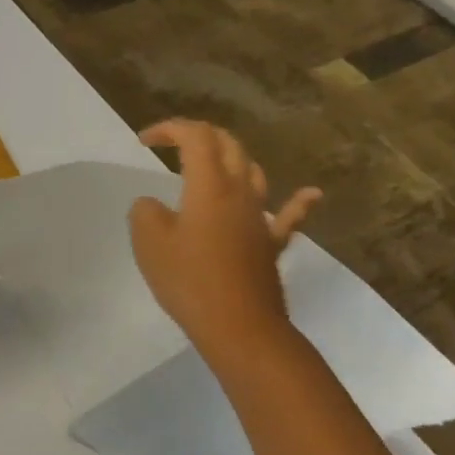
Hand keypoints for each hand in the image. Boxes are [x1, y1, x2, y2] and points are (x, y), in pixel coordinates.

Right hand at [129, 118, 320, 353]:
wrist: (238, 326)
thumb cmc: (189, 279)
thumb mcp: (149, 242)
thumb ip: (145, 212)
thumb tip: (153, 204)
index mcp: (209, 185)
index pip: (195, 137)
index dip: (170, 128)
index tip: (144, 141)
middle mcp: (240, 192)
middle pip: (228, 146)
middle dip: (200, 136)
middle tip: (173, 144)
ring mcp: (260, 218)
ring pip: (253, 173)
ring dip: (232, 159)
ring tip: (213, 163)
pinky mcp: (270, 245)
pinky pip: (288, 217)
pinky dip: (297, 202)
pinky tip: (310, 193)